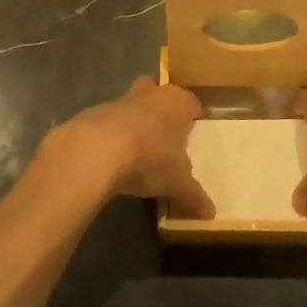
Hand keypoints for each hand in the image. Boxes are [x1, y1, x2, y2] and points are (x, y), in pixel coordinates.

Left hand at [45, 78, 213, 218]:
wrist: (98, 150)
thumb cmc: (150, 157)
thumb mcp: (178, 183)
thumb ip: (194, 196)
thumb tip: (211, 213)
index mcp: (178, 102)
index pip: (191, 103)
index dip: (192, 117)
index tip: (192, 133)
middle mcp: (151, 93)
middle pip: (159, 94)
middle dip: (161, 110)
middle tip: (164, 135)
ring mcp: (121, 100)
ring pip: (133, 105)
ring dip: (135, 122)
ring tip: (138, 150)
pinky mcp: (95, 112)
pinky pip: (110, 122)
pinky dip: (113, 134)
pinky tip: (113, 157)